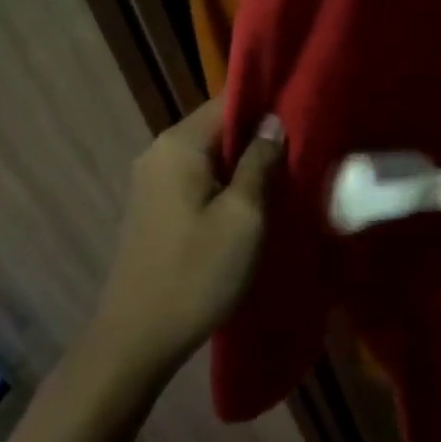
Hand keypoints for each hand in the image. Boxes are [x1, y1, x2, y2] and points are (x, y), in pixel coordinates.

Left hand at [92, 99, 282, 363]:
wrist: (135, 341)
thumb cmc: (197, 273)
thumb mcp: (244, 216)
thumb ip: (260, 161)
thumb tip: (273, 122)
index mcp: (179, 144)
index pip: (230, 100)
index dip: (268, 105)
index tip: (304, 117)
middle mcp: (159, 151)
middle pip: (220, 125)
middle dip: (258, 137)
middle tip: (301, 153)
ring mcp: (152, 179)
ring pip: (211, 153)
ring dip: (244, 162)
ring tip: (282, 177)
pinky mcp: (154, 205)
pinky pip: (198, 176)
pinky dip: (225, 181)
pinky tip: (250, 203)